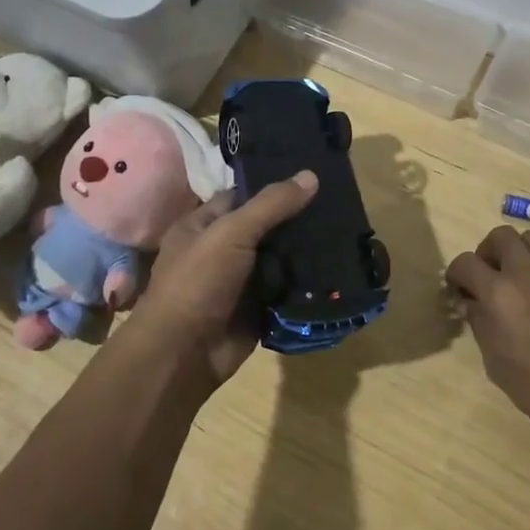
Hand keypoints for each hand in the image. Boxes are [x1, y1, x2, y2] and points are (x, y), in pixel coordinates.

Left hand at [128, 171, 319, 389]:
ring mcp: (240, 282)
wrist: (183, 354)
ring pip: (279, 259)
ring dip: (304, 252)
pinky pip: (286, 290)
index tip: (312, 176)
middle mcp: (220, 250)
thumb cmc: (197, 282)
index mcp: (202, 225)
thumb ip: (271, 205)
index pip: (242, 196)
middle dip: (296, 219)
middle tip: (339, 202)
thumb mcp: (231, 232)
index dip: (273, 186)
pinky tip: (336, 266)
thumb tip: (311, 175)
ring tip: (346, 231)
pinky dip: (305, 283)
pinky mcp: (257, 309)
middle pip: (265, 228)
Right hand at [446, 225, 529, 450]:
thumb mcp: (496, 363)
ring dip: (520, 253)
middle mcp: (528, 270)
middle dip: (489, 252)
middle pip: (500, 236)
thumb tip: (471, 303)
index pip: (465, 262)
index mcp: (499, 292)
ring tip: (522, 279)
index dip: (457, 274)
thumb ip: (480, 323)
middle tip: (491, 275)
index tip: (460, 289)